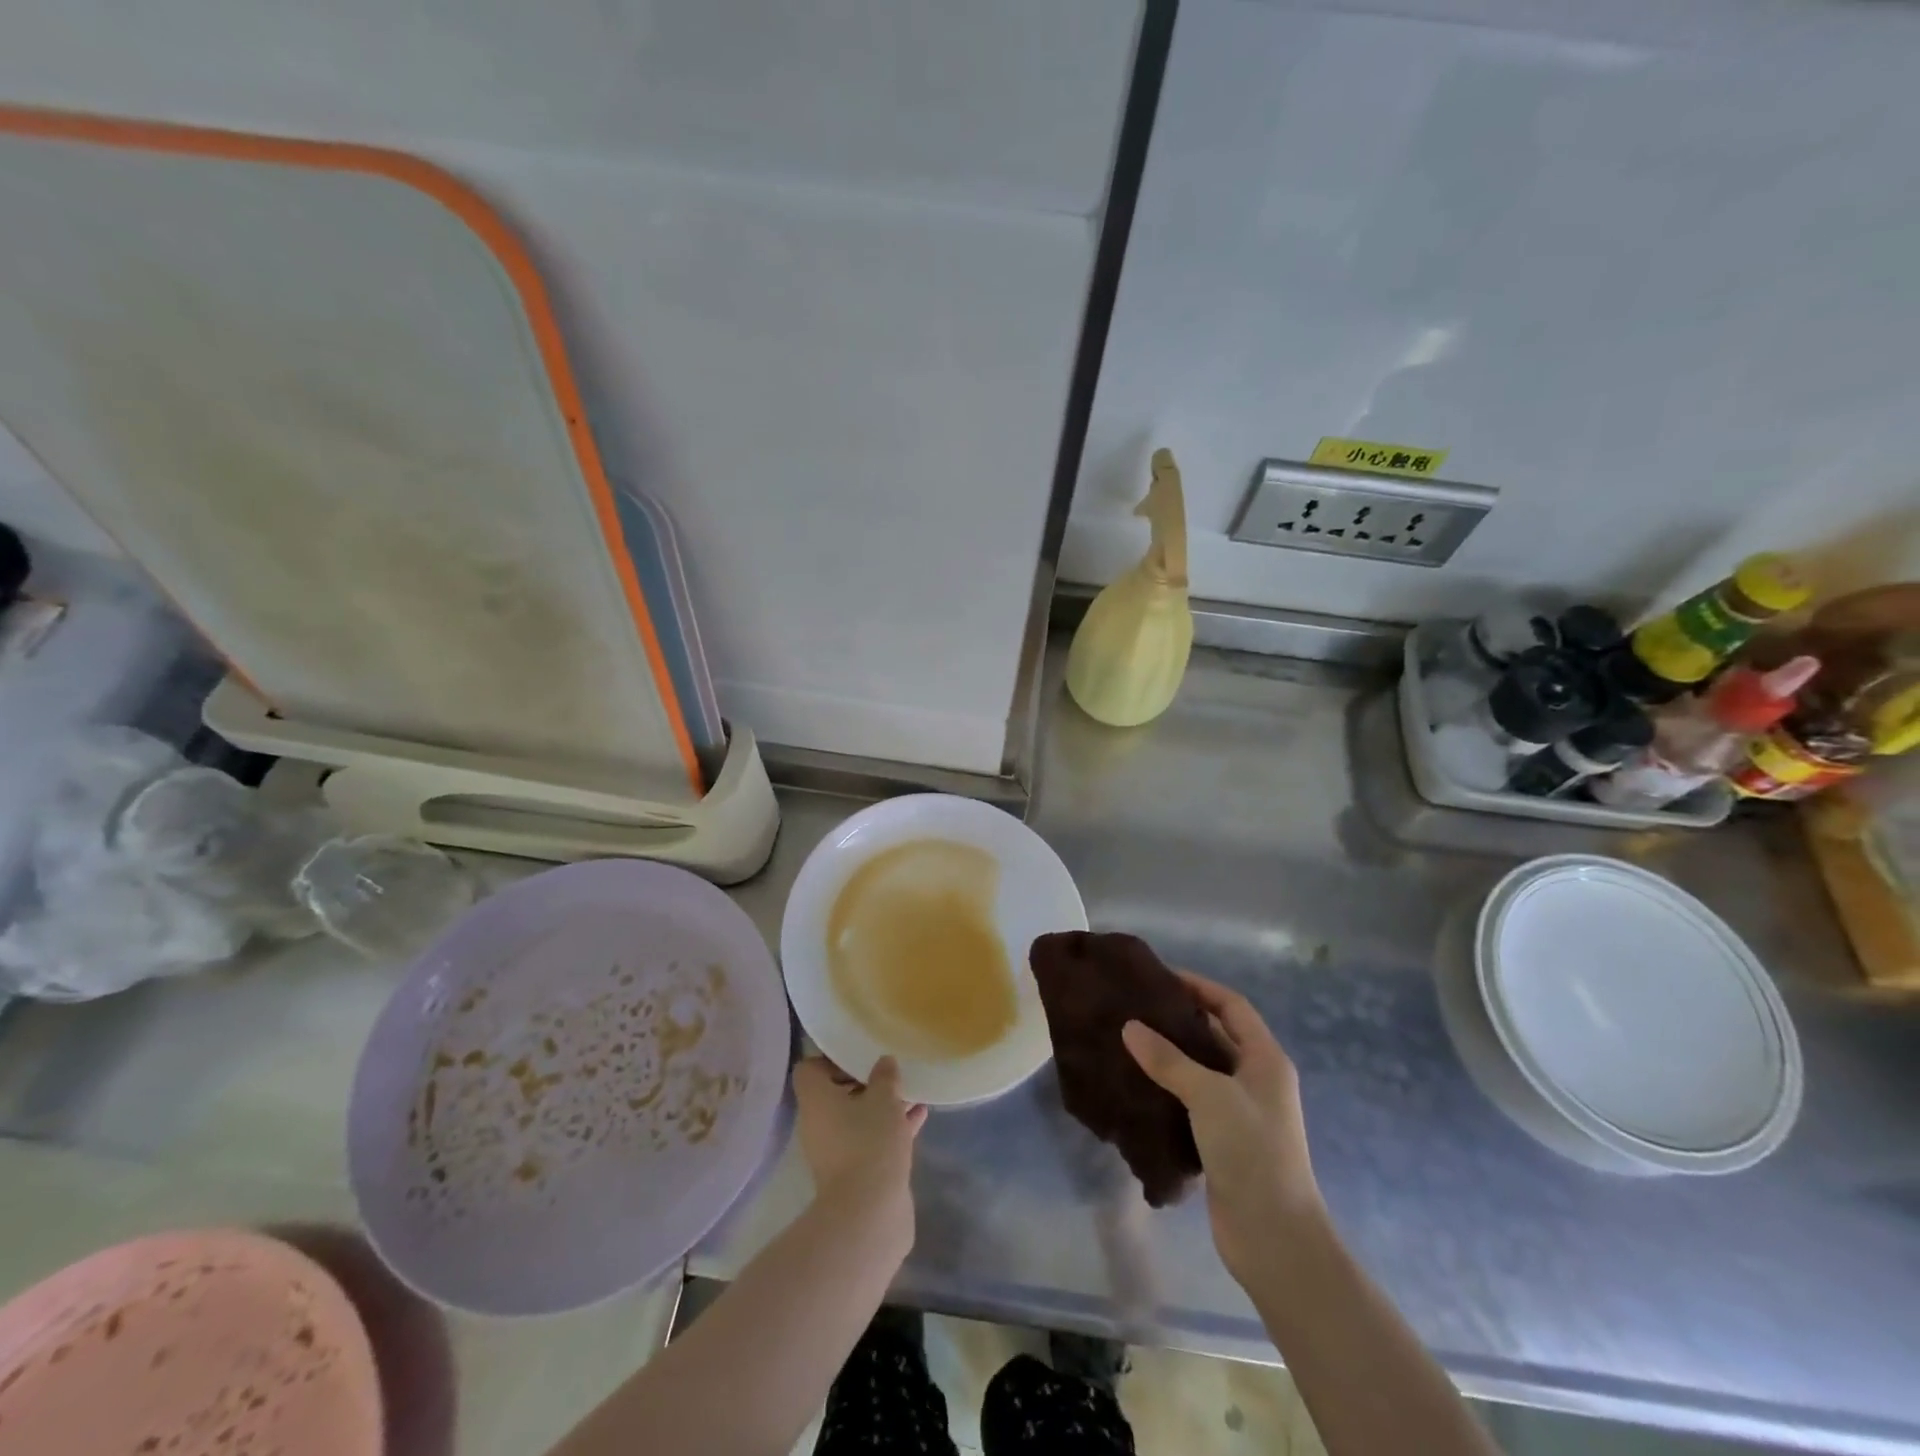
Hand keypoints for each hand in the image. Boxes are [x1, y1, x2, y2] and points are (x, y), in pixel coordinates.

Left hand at [792, 1055, 926, 1211]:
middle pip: (836, 1092)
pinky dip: (890, 1126)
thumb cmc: (870, 1141)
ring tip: (910, 1089)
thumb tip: (884, 1062)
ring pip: (857, 1116)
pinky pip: (871, 1138)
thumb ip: (885, 1075)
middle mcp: (819, 1123)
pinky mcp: (855, 1171)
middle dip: (864, 1081)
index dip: (832, 1059)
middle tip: (889, 1070)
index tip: (860, 1055)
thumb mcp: (884, 1098)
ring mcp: (836, 1150)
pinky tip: (919, 1115)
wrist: (869, 1214)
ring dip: (881, 1104)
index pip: (809, 1069)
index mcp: (815, 1100)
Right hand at [1122, 972, 1323, 1282]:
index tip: (1161, 977)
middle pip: (1216, 1035)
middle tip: (1135, 1008)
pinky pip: (1192, 1102)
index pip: (1232, 1006)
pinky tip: (1137, 1087)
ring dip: (1170, 1057)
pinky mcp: (1223, 1142)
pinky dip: (1168, 1090)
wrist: (1275, 1238)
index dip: (1199, 987)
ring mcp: (1240, 1113)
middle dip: (1179, 1020)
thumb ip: (1168, 1059)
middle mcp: (1256, 1080)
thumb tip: (1129, 1026)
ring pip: (1201, 1070)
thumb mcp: (1209, 1096)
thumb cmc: (1252, 1153)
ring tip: (1128, 1042)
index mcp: (1265, 1059)